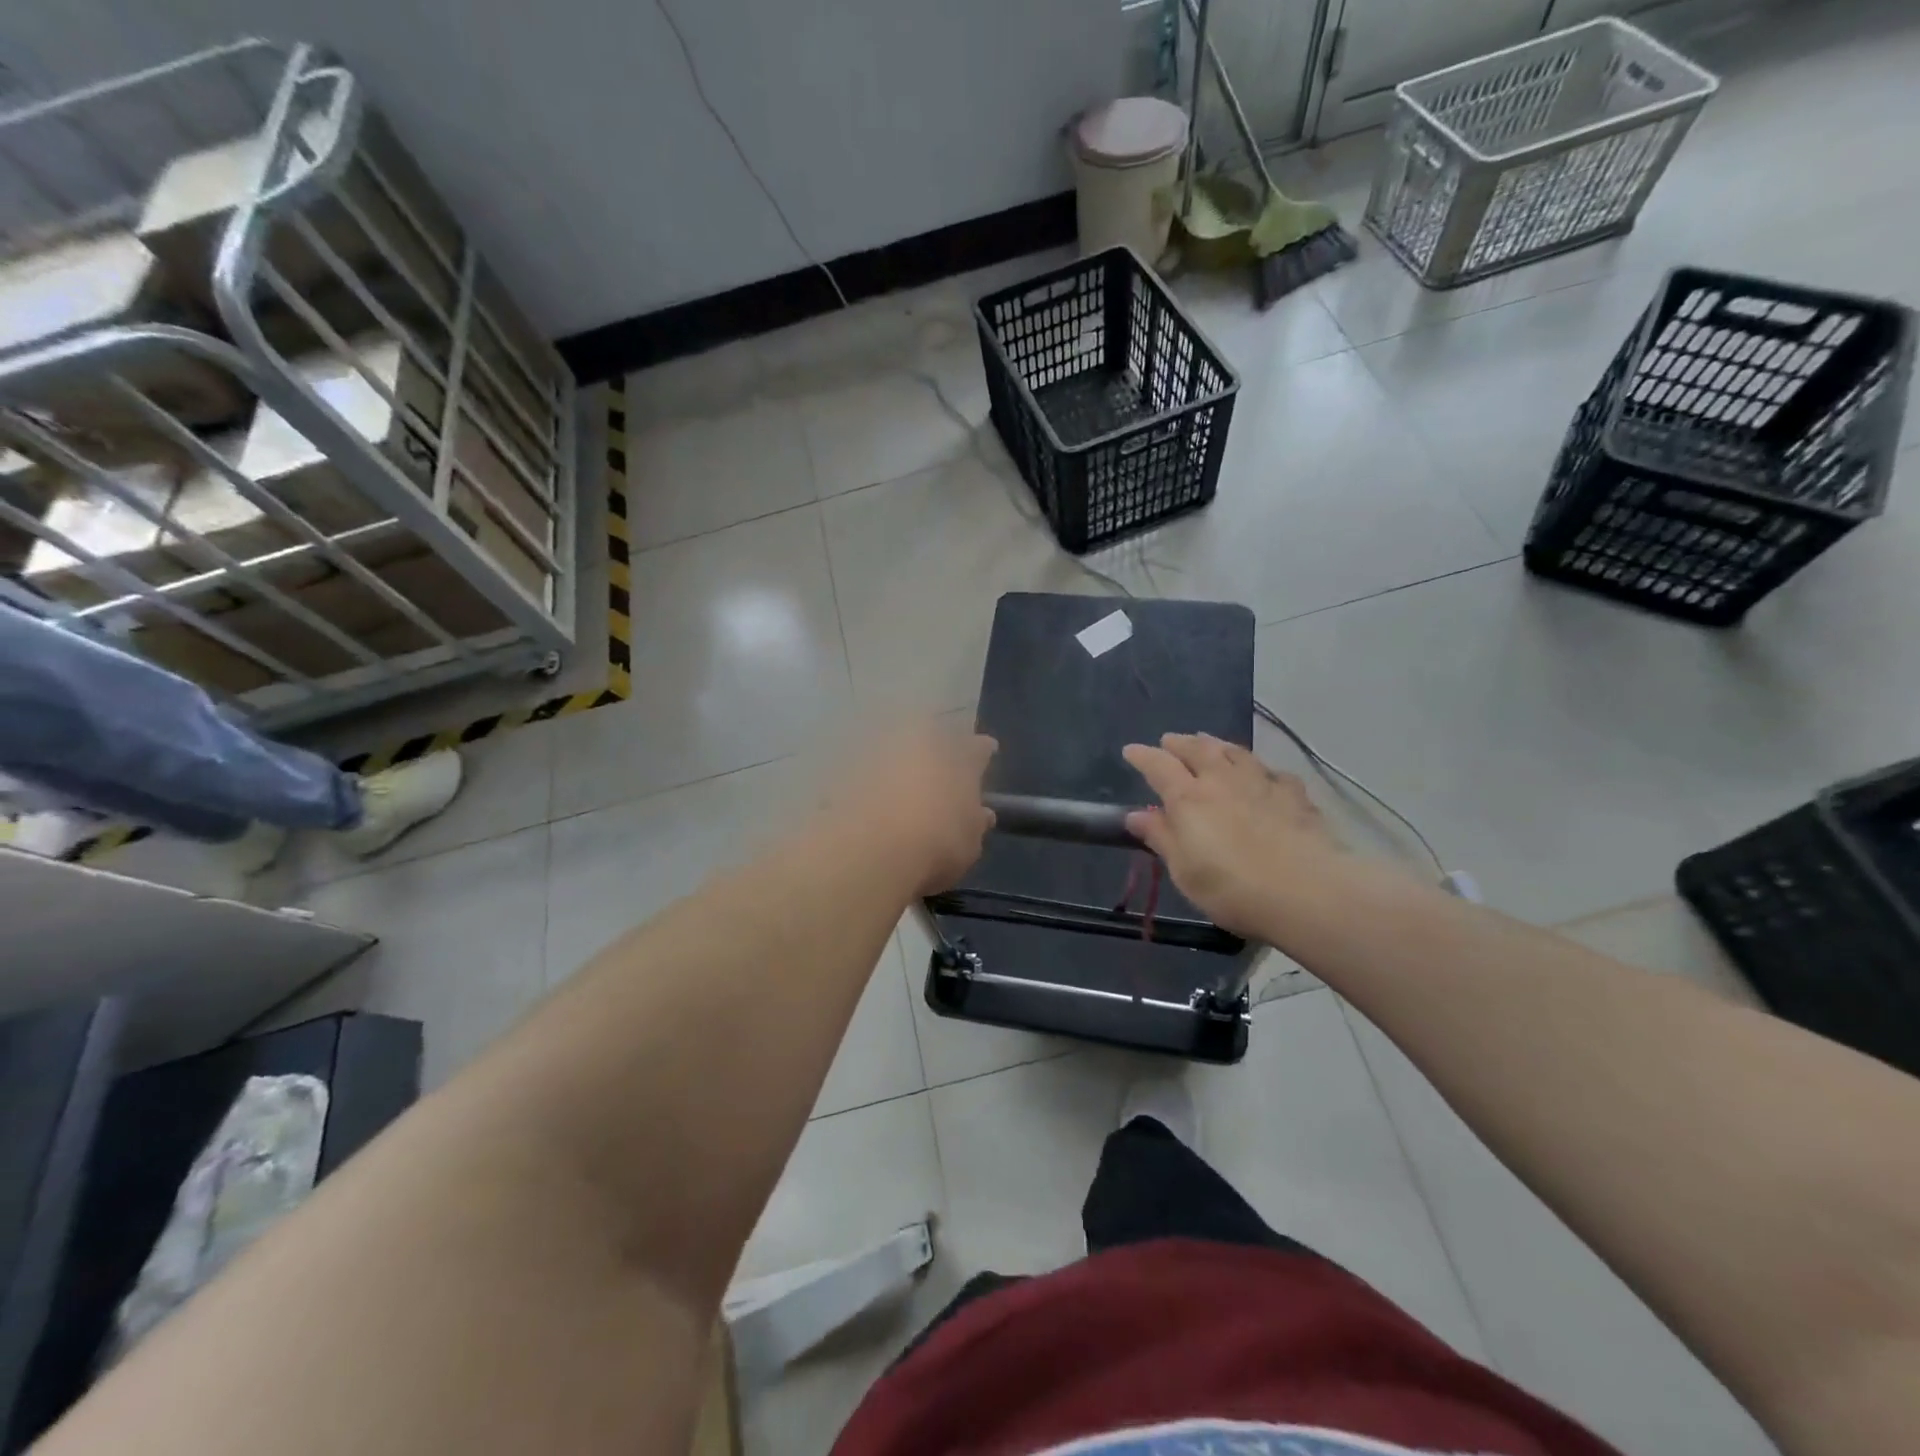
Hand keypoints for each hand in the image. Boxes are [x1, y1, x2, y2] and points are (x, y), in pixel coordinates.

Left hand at [834, 727, 997, 895]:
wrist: (870, 848)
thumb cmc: (937, 843)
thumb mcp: (969, 844)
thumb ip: (975, 824)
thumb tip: (981, 815)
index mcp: (960, 754)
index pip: (978, 748)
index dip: (982, 753)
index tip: (985, 755)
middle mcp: (920, 740)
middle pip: (934, 741)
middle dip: (937, 755)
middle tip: (939, 777)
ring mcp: (881, 750)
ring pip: (897, 753)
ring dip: (901, 768)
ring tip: (903, 793)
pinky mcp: (846, 768)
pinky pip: (866, 773)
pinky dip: (871, 785)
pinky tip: (873, 806)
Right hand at [1123, 733, 1347, 938]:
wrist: (1307, 892)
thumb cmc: (1232, 888)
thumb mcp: (1184, 871)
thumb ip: (1160, 838)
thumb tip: (1136, 815)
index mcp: (1189, 798)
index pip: (1159, 766)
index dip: (1143, 756)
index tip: (1131, 750)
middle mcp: (1222, 780)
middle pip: (1198, 750)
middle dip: (1180, 743)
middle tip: (1170, 740)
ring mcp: (1261, 783)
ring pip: (1235, 752)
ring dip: (1217, 744)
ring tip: (1209, 742)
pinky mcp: (1295, 795)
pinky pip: (1272, 772)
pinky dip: (1260, 769)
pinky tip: (1263, 775)